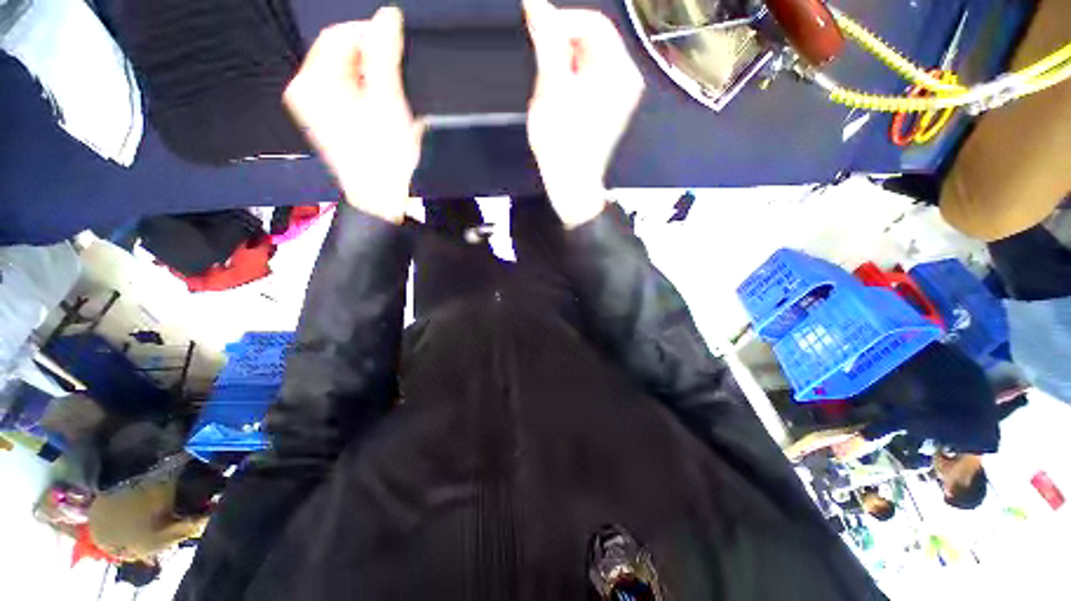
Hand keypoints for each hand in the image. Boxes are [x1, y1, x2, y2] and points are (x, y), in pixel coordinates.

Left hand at [284, 8, 422, 223]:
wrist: (382, 200)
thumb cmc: (385, 158)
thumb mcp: (388, 104)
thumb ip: (384, 55)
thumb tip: (388, 16)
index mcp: (312, 83)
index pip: (339, 35)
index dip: (372, 35)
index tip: (400, 49)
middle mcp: (305, 91)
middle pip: (339, 53)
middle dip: (372, 60)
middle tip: (399, 83)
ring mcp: (314, 107)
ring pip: (345, 72)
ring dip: (372, 77)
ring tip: (393, 100)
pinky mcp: (326, 120)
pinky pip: (345, 90)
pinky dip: (366, 92)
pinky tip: (382, 110)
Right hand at [524, 0, 643, 227]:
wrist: (572, 186)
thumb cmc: (561, 146)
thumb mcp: (551, 90)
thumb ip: (546, 42)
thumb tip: (535, 4)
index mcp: (618, 71)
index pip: (593, 23)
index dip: (561, 23)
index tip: (538, 39)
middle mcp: (627, 78)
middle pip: (594, 40)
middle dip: (564, 50)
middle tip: (545, 76)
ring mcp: (622, 94)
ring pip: (591, 59)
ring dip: (567, 67)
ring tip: (553, 95)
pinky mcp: (613, 107)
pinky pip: (593, 78)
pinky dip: (575, 81)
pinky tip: (564, 102)